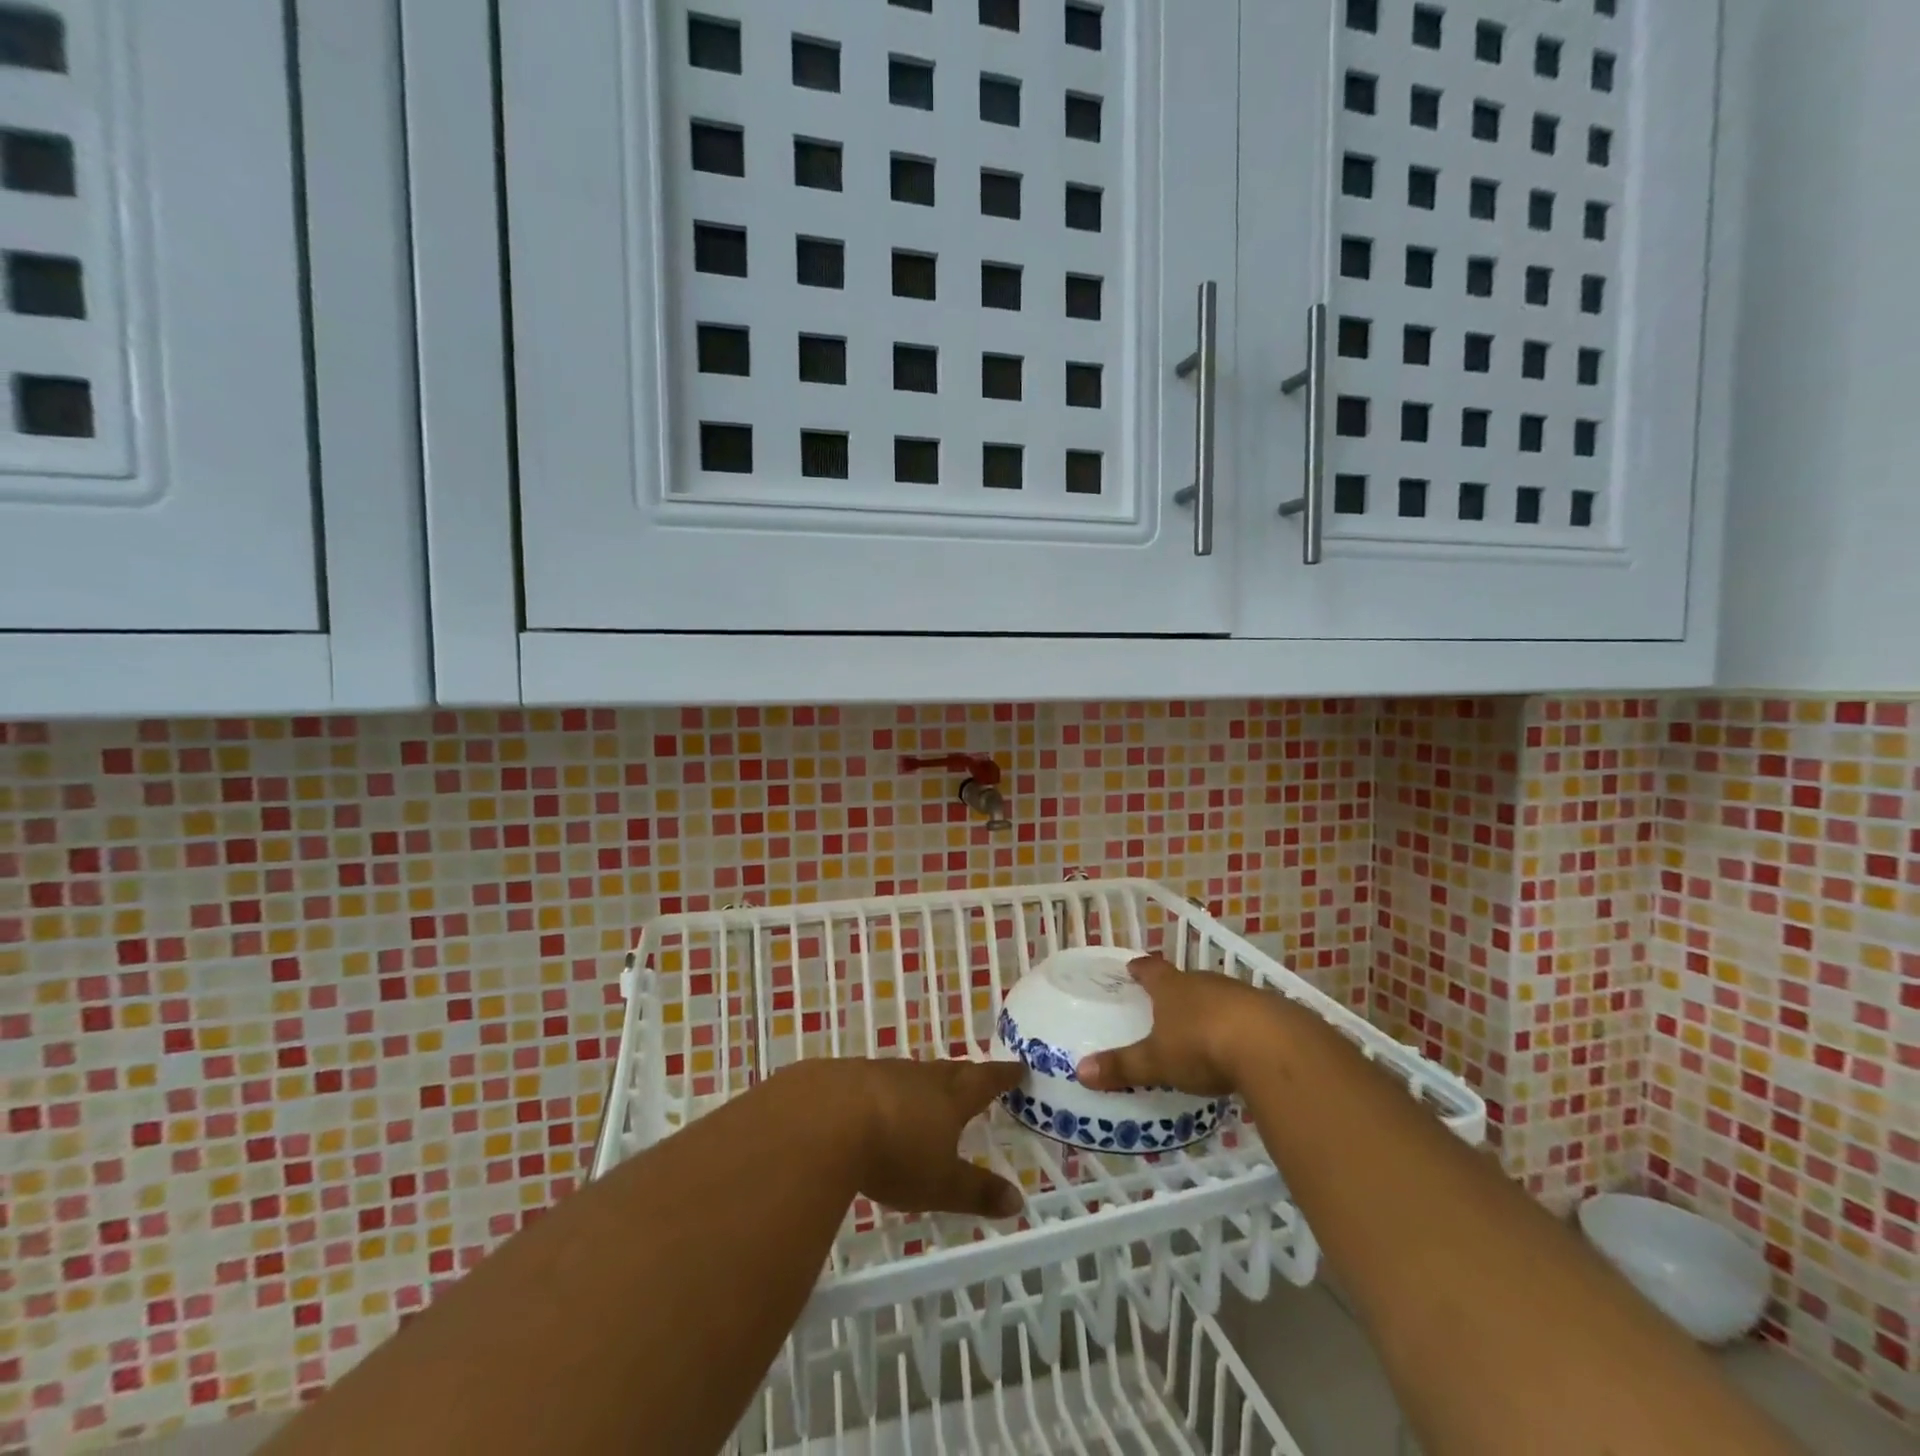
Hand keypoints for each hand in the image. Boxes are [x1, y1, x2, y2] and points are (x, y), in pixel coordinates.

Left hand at [777, 1057, 1024, 1218]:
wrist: (824, 1119)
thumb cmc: (894, 1153)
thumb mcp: (940, 1184)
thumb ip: (977, 1192)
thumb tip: (1018, 1202)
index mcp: (949, 1098)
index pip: (984, 1082)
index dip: (1002, 1076)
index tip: (1017, 1066)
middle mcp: (919, 1077)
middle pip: (949, 1071)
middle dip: (965, 1075)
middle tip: (975, 1075)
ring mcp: (881, 1072)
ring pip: (911, 1074)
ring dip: (922, 1083)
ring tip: (925, 1093)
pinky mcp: (847, 1077)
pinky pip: (875, 1081)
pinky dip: (883, 1091)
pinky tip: (873, 1105)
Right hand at [1075, 954, 1279, 1097]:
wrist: (1272, 1046)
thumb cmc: (1202, 1045)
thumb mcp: (1157, 1061)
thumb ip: (1123, 1066)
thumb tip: (1080, 1071)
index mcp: (1172, 987)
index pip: (1150, 970)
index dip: (1140, 969)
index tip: (1132, 967)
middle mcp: (1204, 982)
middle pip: (1185, 981)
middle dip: (1176, 991)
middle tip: (1166, 1004)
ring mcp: (1239, 993)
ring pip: (1218, 996)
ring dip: (1210, 1008)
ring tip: (1203, 1027)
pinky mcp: (1270, 1013)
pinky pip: (1247, 1015)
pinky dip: (1239, 1026)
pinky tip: (1241, 1046)